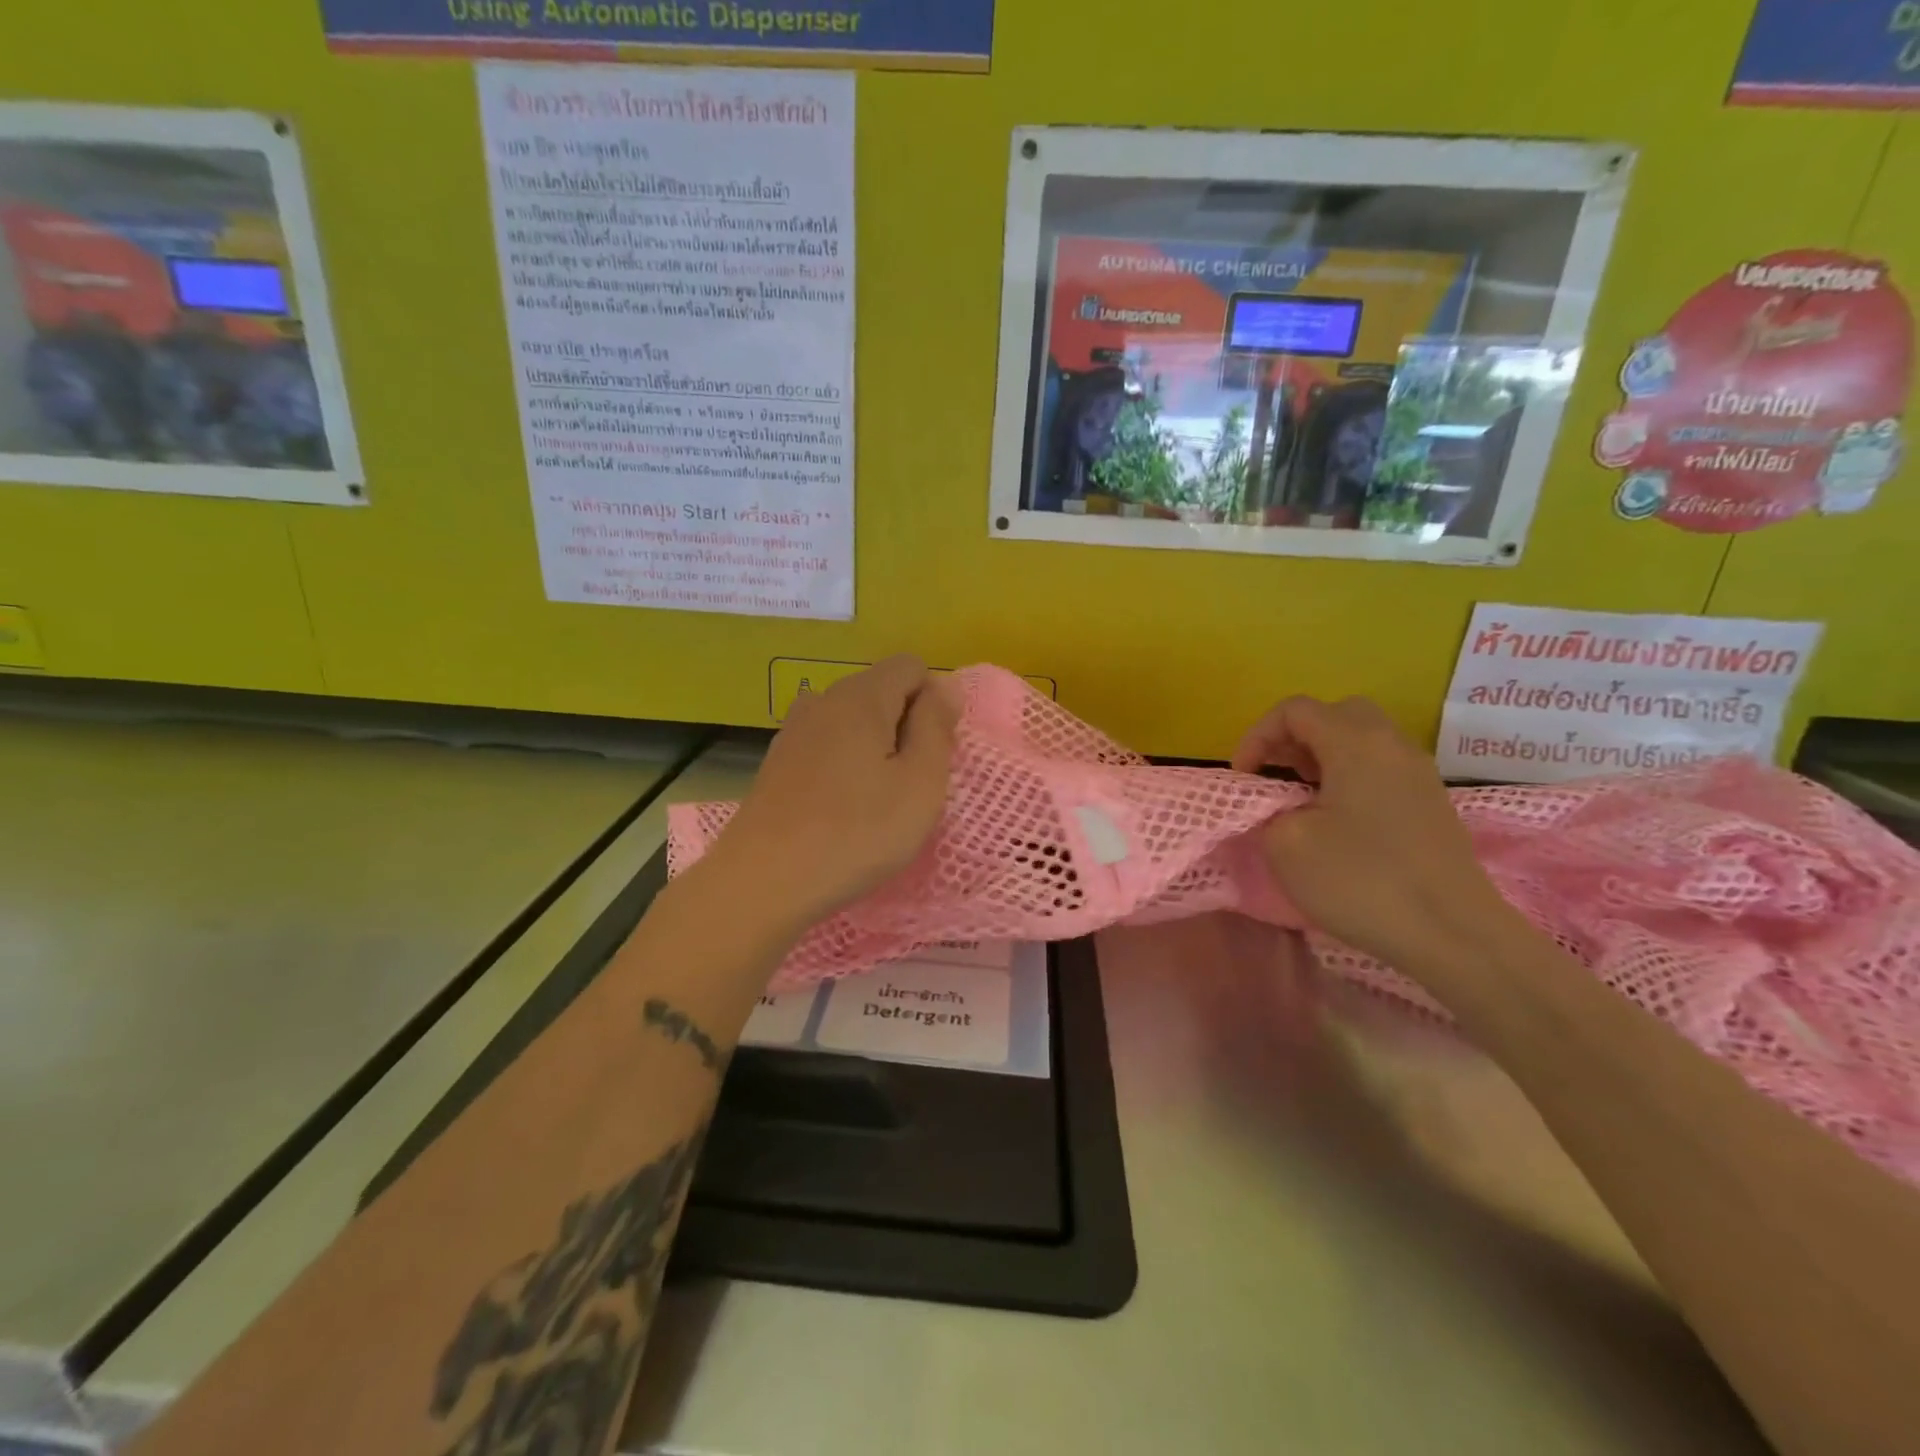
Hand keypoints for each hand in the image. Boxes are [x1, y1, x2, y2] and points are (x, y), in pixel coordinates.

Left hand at [703, 655, 957, 930]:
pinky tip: (841, 810)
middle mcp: (823, 700)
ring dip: (875, 749)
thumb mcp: (920, 782)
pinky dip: (845, 767)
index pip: (911, 666)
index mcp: (861, 696)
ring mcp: (794, 732)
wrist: (763, 881)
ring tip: (877, 801)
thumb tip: (946, 685)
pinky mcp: (777, 763)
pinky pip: (827, 747)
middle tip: (910, 785)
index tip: (931, 754)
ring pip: (853, 722)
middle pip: (880, 691)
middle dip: (905, 727)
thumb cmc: (857, 833)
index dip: (932, 702)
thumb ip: (937, 726)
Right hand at [1233, 696, 1517, 974]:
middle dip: (1294, 737)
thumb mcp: (1287, 845)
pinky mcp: (1431, 805)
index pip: (1295, 710)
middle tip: (1274, 774)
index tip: (1243, 778)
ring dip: (1323, 758)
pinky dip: (1350, 778)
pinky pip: (1382, 769)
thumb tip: (1280, 807)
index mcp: (1355, 743)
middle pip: (1335, 714)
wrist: (1454, 934)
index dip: (1257, 736)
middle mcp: (1392, 746)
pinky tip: (1337, 821)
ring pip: (1362, 740)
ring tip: (1300, 798)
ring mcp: (1419, 774)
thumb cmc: (1362, 881)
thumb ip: (1268, 811)